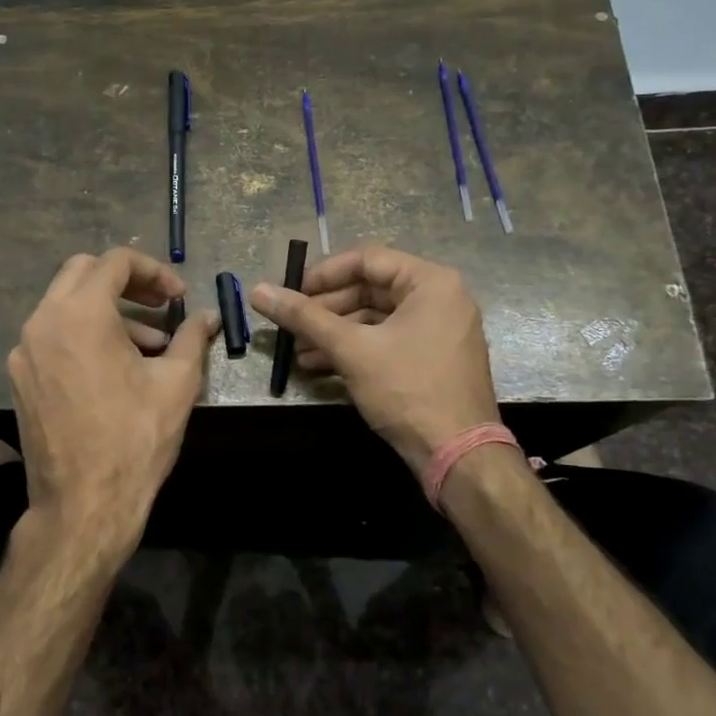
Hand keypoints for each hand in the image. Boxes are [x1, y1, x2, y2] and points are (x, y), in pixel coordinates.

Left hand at [7, 248, 218, 563]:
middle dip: (126, 281)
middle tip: (160, 303)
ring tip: (150, 345)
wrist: (83, 504)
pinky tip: (116, 369)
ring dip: (107, 311)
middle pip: (82, 273)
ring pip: (65, 305)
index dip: (154, 271)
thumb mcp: (177, 383)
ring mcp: (24, 352)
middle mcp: (43, 322)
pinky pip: (53, 337)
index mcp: (80, 314)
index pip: (115, 262)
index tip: (178, 297)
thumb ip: (192, 337)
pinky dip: (84, 336)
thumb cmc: (136, 438)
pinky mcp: (20, 379)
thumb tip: (208, 316)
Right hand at [250, 247, 498, 476]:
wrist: (458, 456)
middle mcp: (440, 298)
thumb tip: (258, 291)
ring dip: (334, 332)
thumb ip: (304, 317)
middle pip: (370, 288)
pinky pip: (387, 341)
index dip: (324, 274)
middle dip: (326, 309)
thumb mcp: (351, 349)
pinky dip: (355, 349)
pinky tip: (319, 366)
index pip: (367, 260)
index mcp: (431, 283)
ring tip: (298, 351)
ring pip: (375, 318)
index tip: (292, 293)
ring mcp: (439, 331)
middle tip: (291, 325)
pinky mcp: (432, 359)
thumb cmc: (407, 389)